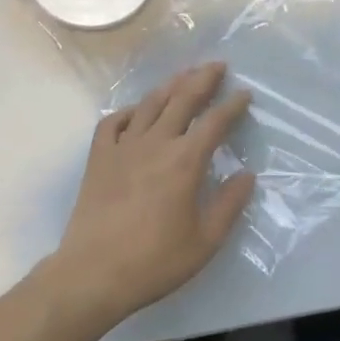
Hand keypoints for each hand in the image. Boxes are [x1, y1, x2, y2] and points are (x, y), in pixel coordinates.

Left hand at [43, 63, 254, 330]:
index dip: (233, 105)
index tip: (245, 93)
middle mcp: (156, 143)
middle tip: (217, 65)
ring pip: (149, 104)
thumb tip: (246, 175)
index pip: (215, 122)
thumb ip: (229, 205)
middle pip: (183, 99)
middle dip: (203, 79)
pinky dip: (127, 112)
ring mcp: (123, 147)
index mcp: (185, 161)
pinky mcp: (99, 158)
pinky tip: (135, 112)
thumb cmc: (154, 261)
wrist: (93, 274)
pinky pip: (112, 123)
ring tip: (183, 75)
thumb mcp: (205, 241)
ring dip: (170, 86)